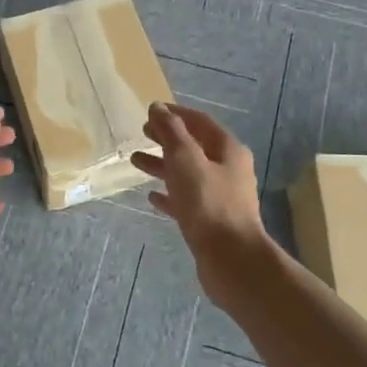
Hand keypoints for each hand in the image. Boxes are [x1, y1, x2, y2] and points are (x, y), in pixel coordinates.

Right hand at [131, 103, 263, 258]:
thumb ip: (171, 131)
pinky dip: (169, 194)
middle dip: (167, 138)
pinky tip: (151, 196)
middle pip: (194, 146)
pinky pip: (186, 200)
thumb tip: (158, 107)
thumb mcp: (186, 160)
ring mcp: (220, 196)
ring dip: (163, 165)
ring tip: (135, 161)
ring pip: (187, 173)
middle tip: (142, 133)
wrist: (231, 259)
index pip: (200, 121)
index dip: (175, 113)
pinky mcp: (210, 220)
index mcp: (227, 150)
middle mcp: (228, 170)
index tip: (151, 111)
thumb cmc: (208, 203)